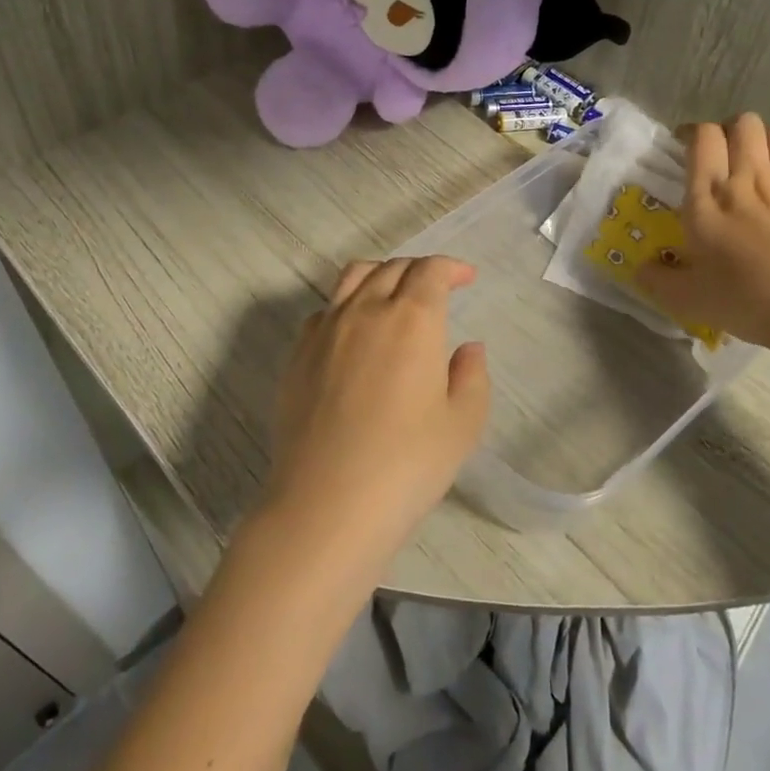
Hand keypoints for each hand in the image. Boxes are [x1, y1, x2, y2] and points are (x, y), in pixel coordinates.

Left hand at [259, 256, 489, 575]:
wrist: (327, 502)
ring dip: (381, 275)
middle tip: (437, 288)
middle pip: (393, 268)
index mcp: (412, 319)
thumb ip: (471, 376)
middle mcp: (366, 310)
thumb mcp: (462, 425)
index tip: (466, 277)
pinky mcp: (298, 353)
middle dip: (420, 270)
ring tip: (393, 295)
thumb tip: (468, 348)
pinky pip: (325, 310)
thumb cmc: (407, 465)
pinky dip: (347, 305)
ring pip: (353, 278)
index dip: (451, 267)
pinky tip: (354, 333)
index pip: (431, 271)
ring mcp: (326, 329)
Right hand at [638, 113, 769, 353]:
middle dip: (736, 130)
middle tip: (729, 154)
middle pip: (746, 124)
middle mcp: (749, 180)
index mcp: (708, 197)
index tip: (689, 146)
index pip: (703, 137)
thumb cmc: (744, 300)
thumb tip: (640, 269)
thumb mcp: (685, 298)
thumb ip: (657, 280)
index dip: (696, 132)